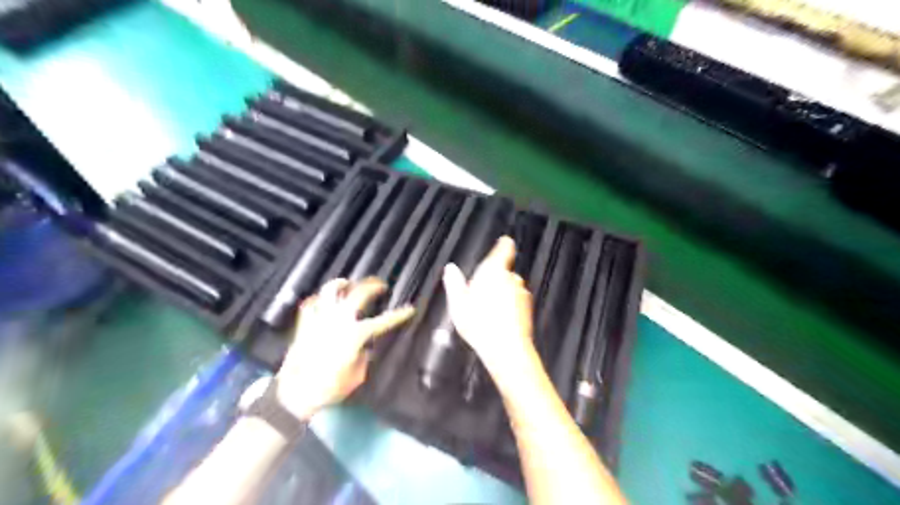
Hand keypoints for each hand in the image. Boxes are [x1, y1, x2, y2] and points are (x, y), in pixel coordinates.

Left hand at [275, 279, 414, 418]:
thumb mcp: (357, 375)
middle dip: (372, 285)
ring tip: (348, 283)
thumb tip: (364, 347)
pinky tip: (323, 300)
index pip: (383, 321)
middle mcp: (339, 321)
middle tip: (380, 285)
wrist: (297, 392)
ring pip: (330, 291)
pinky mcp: (305, 324)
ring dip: (342, 284)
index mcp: (355, 334)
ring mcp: (320, 319)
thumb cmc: (331, 387)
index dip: (398, 314)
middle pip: (358, 294)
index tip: (410, 308)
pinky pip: (311, 303)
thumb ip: (363, 356)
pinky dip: (319, 299)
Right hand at [442, 237, 536, 385]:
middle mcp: (511, 278)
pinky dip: (509, 305)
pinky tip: (497, 319)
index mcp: (493, 271)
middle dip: (494, 278)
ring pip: (510, 287)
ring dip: (502, 293)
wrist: (507, 349)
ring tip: (486, 310)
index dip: (504, 245)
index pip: (504, 249)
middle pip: (504, 270)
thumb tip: (450, 269)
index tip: (503, 242)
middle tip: (479, 292)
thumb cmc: (480, 324)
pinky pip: (516, 301)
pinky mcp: (528, 308)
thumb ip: (454, 283)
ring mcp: (522, 293)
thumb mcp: (458, 303)